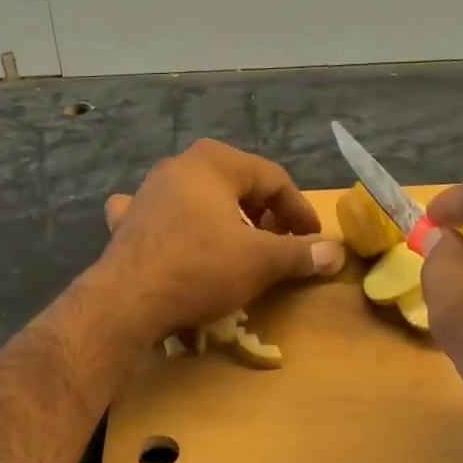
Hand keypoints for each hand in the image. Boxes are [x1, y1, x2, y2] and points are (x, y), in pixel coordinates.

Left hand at [99, 139, 344, 336]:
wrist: (128, 300)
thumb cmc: (200, 269)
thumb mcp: (260, 261)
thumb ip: (299, 254)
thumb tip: (335, 252)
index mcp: (214, 162)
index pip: (273, 179)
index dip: (299, 210)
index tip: (313, 240)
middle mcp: (178, 166)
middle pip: (235, 184)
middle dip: (262, 213)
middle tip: (280, 244)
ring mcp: (147, 192)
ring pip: (197, 198)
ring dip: (222, 218)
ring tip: (237, 245)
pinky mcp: (127, 222)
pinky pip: (159, 216)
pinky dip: (175, 225)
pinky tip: (173, 235)